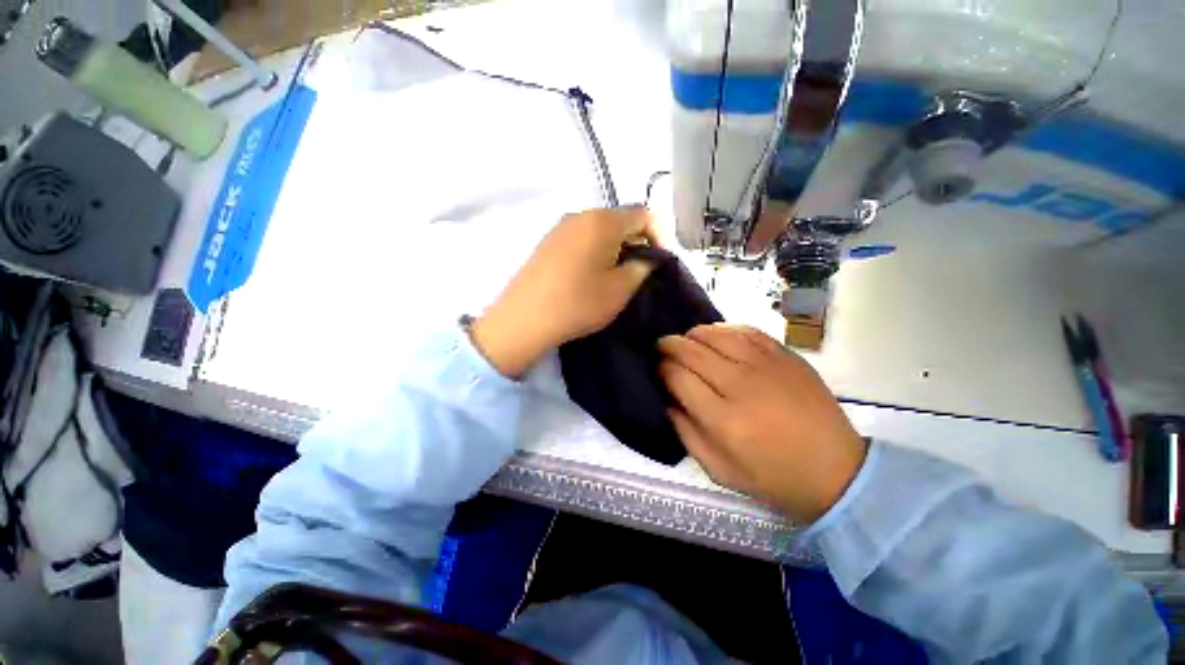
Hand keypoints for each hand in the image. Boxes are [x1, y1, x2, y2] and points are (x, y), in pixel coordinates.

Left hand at [472, 206, 656, 377]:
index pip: (643, 214)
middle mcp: (580, 215)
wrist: (524, 318)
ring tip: (617, 275)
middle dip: (637, 241)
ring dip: (615, 248)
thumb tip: (646, 257)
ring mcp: (560, 228)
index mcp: (602, 221)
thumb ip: (642, 267)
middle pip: (619, 220)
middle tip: (640, 271)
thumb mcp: (620, 289)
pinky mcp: (547, 243)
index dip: (659, 234)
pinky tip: (592, 276)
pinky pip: (580, 239)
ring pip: (599, 230)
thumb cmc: (578, 303)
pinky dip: (595, 251)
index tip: (660, 261)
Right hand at [658, 325, 867, 522]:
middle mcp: (741, 386)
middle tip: (661, 349)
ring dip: (692, 335)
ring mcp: (766, 366)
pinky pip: (745, 330)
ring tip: (686, 342)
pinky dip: (723, 329)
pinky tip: (716, 337)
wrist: (836, 471)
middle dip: (668, 346)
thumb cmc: (771, 476)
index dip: (660, 368)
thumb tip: (665, 397)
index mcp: (723, 420)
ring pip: (715, 334)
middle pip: (691, 351)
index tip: (656, 369)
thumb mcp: (717, 469)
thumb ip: (684, 432)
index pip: (677, 377)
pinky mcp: (785, 356)